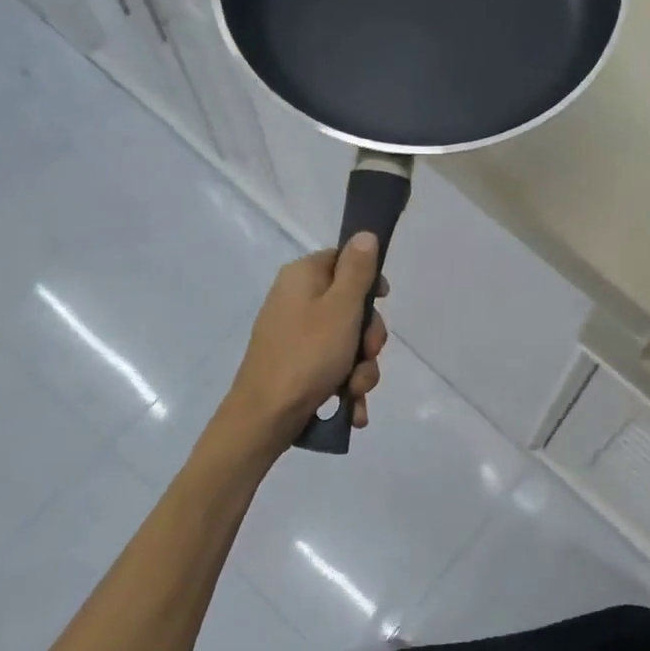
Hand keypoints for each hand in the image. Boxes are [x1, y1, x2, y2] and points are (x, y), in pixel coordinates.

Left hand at [224, 234, 389, 443]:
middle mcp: (296, 300)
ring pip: (347, 342)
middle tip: (368, 353)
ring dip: (361, 368)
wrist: (266, 416)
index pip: (343, 260)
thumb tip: (365, 234)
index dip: (368, 280)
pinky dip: (346, 386)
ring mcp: (296, 335)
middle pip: (350, 306)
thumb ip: (357, 271)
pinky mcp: (298, 365)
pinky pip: (333, 367)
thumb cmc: (307, 355)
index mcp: (302, 277)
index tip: (383, 300)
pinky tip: (352, 408)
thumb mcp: (341, 308)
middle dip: (368, 338)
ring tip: (355, 390)